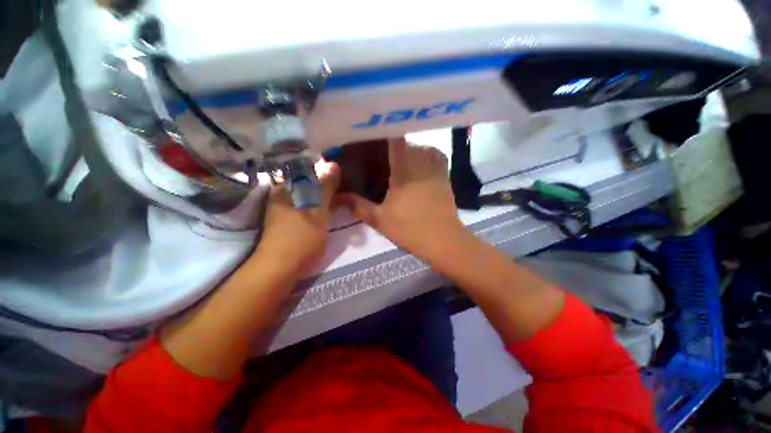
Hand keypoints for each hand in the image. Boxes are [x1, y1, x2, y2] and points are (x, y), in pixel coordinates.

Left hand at [257, 160, 340, 273]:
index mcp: (286, 187)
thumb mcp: (318, 210)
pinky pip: (305, 203)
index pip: (307, 169)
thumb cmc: (301, 236)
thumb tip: (333, 163)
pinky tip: (327, 206)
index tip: (341, 173)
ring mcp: (282, 206)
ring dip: (322, 192)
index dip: (325, 169)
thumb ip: (326, 187)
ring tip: (338, 194)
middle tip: (343, 184)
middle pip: (307, 180)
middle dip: (325, 181)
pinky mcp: (287, 218)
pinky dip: (316, 202)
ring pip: (306, 192)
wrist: (281, 267)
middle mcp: (281, 193)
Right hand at [342, 138, 467, 260]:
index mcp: (404, 165)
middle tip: (378, 154)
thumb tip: (336, 197)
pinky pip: (434, 156)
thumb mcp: (379, 219)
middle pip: (406, 141)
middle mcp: (422, 159)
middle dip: (391, 145)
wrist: (443, 240)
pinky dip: (424, 156)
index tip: (369, 138)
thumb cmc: (410, 228)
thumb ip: (357, 205)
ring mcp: (436, 166)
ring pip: (420, 147)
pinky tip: (416, 165)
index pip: (394, 136)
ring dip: (407, 150)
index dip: (381, 133)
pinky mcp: (445, 175)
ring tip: (395, 159)